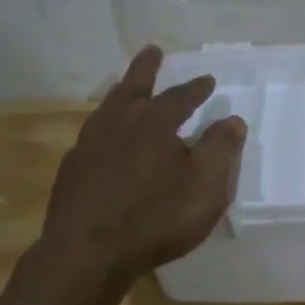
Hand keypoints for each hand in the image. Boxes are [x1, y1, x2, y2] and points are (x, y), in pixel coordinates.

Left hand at [40, 46, 245, 283]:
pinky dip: (105, 129)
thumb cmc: (156, 218)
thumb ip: (221, 150)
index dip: (196, 89)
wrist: (88, 253)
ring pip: (107, 109)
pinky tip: (106, 142)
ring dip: (121, 94)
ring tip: (127, 90)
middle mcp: (118, 124)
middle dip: (147, 69)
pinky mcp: (72, 170)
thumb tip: (232, 120)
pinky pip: (92, 137)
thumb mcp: (206, 186)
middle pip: (134, 87)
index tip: (207, 80)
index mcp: (154, 122)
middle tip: (153, 51)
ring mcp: (89, 146)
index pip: (181, 97)